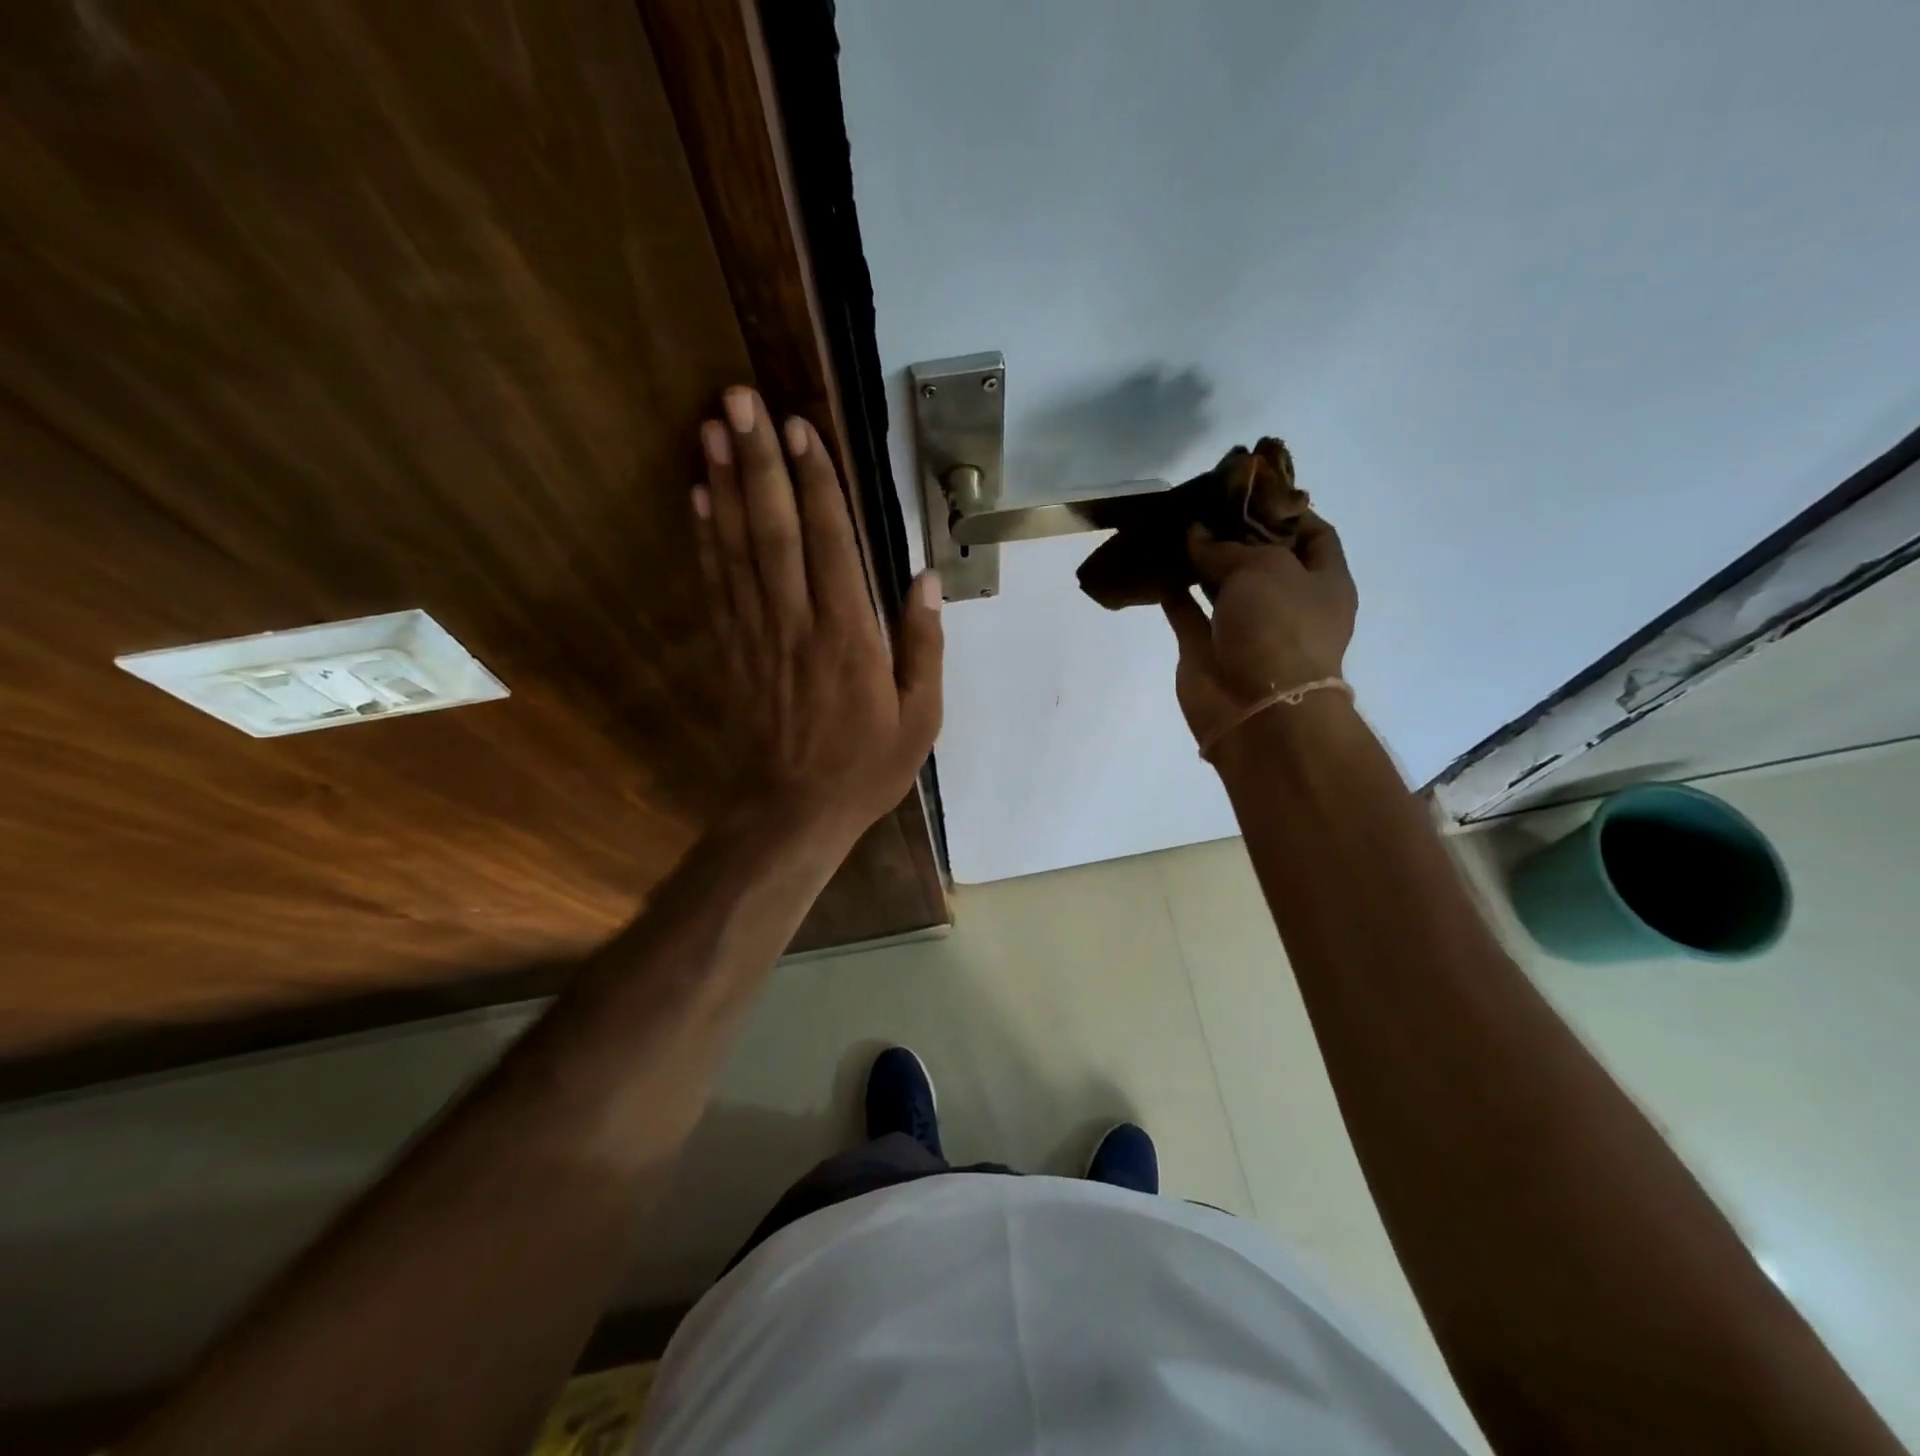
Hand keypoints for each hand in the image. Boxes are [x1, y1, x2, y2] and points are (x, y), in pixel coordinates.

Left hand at [694, 386, 943, 845]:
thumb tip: (925, 579)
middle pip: (775, 531)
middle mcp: (797, 624)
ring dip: (723, 485)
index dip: (816, 483)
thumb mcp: (919, 718)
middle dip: (758, 461)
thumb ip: (922, 646)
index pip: (832, 544)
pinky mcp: (731, 651)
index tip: (800, 427)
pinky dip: (705, 538)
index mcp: (849, 637)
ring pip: (737, 548)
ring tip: (710, 428)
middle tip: (739, 398)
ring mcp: (757, 635)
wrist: (791, 814)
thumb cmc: (865, 768)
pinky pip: (716, 585)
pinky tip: (697, 498)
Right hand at [1159, 511, 1357, 750]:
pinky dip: (1172, 590)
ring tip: (1174, 526)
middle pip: (1261, 558)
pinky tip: (1155, 563)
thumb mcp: (1264, 568)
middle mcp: (1287, 604)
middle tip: (1202, 502)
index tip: (1248, 489)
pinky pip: (1187, 611)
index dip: (1284, 509)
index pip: (1312, 534)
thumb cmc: (1279, 629)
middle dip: (1234, 532)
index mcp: (1323, 583)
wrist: (1256, 710)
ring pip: (1220, 584)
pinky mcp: (1206, 648)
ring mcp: (1245, 628)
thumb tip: (1195, 534)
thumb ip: (1226, 547)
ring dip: (1200, 559)